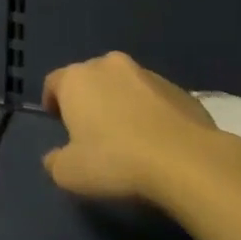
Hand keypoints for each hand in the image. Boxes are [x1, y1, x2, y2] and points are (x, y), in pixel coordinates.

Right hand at [41, 52, 240, 205]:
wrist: (187, 162)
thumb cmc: (116, 161)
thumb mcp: (69, 173)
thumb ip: (55, 161)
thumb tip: (55, 157)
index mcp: (76, 78)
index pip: (54, 83)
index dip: (53, 103)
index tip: (58, 124)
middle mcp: (108, 66)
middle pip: (91, 79)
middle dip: (90, 99)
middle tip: (93, 131)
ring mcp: (148, 74)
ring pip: (125, 86)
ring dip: (122, 104)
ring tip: (130, 137)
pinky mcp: (181, 89)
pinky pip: (155, 99)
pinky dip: (152, 114)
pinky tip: (159, 142)